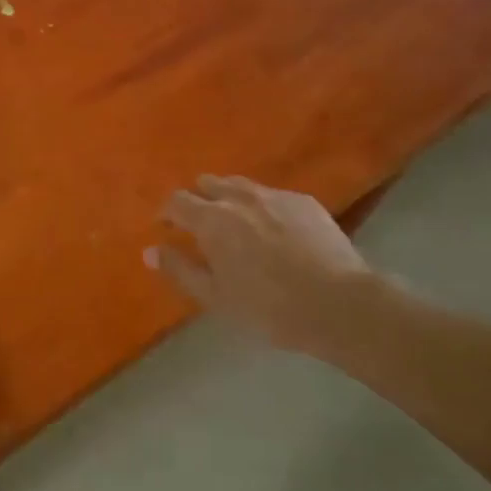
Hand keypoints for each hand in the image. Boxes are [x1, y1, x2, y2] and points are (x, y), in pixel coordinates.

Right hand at [147, 175, 378, 352]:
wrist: (340, 303)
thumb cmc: (269, 307)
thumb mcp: (215, 297)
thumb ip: (180, 270)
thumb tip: (150, 251)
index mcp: (211, 219)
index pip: (177, 201)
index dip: (167, 212)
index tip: (167, 228)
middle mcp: (239, 197)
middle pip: (208, 184)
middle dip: (198, 199)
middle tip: (201, 225)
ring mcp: (275, 196)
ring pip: (241, 185)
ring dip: (229, 198)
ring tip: (235, 222)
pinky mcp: (305, 202)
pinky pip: (272, 196)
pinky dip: (262, 206)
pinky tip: (274, 230)